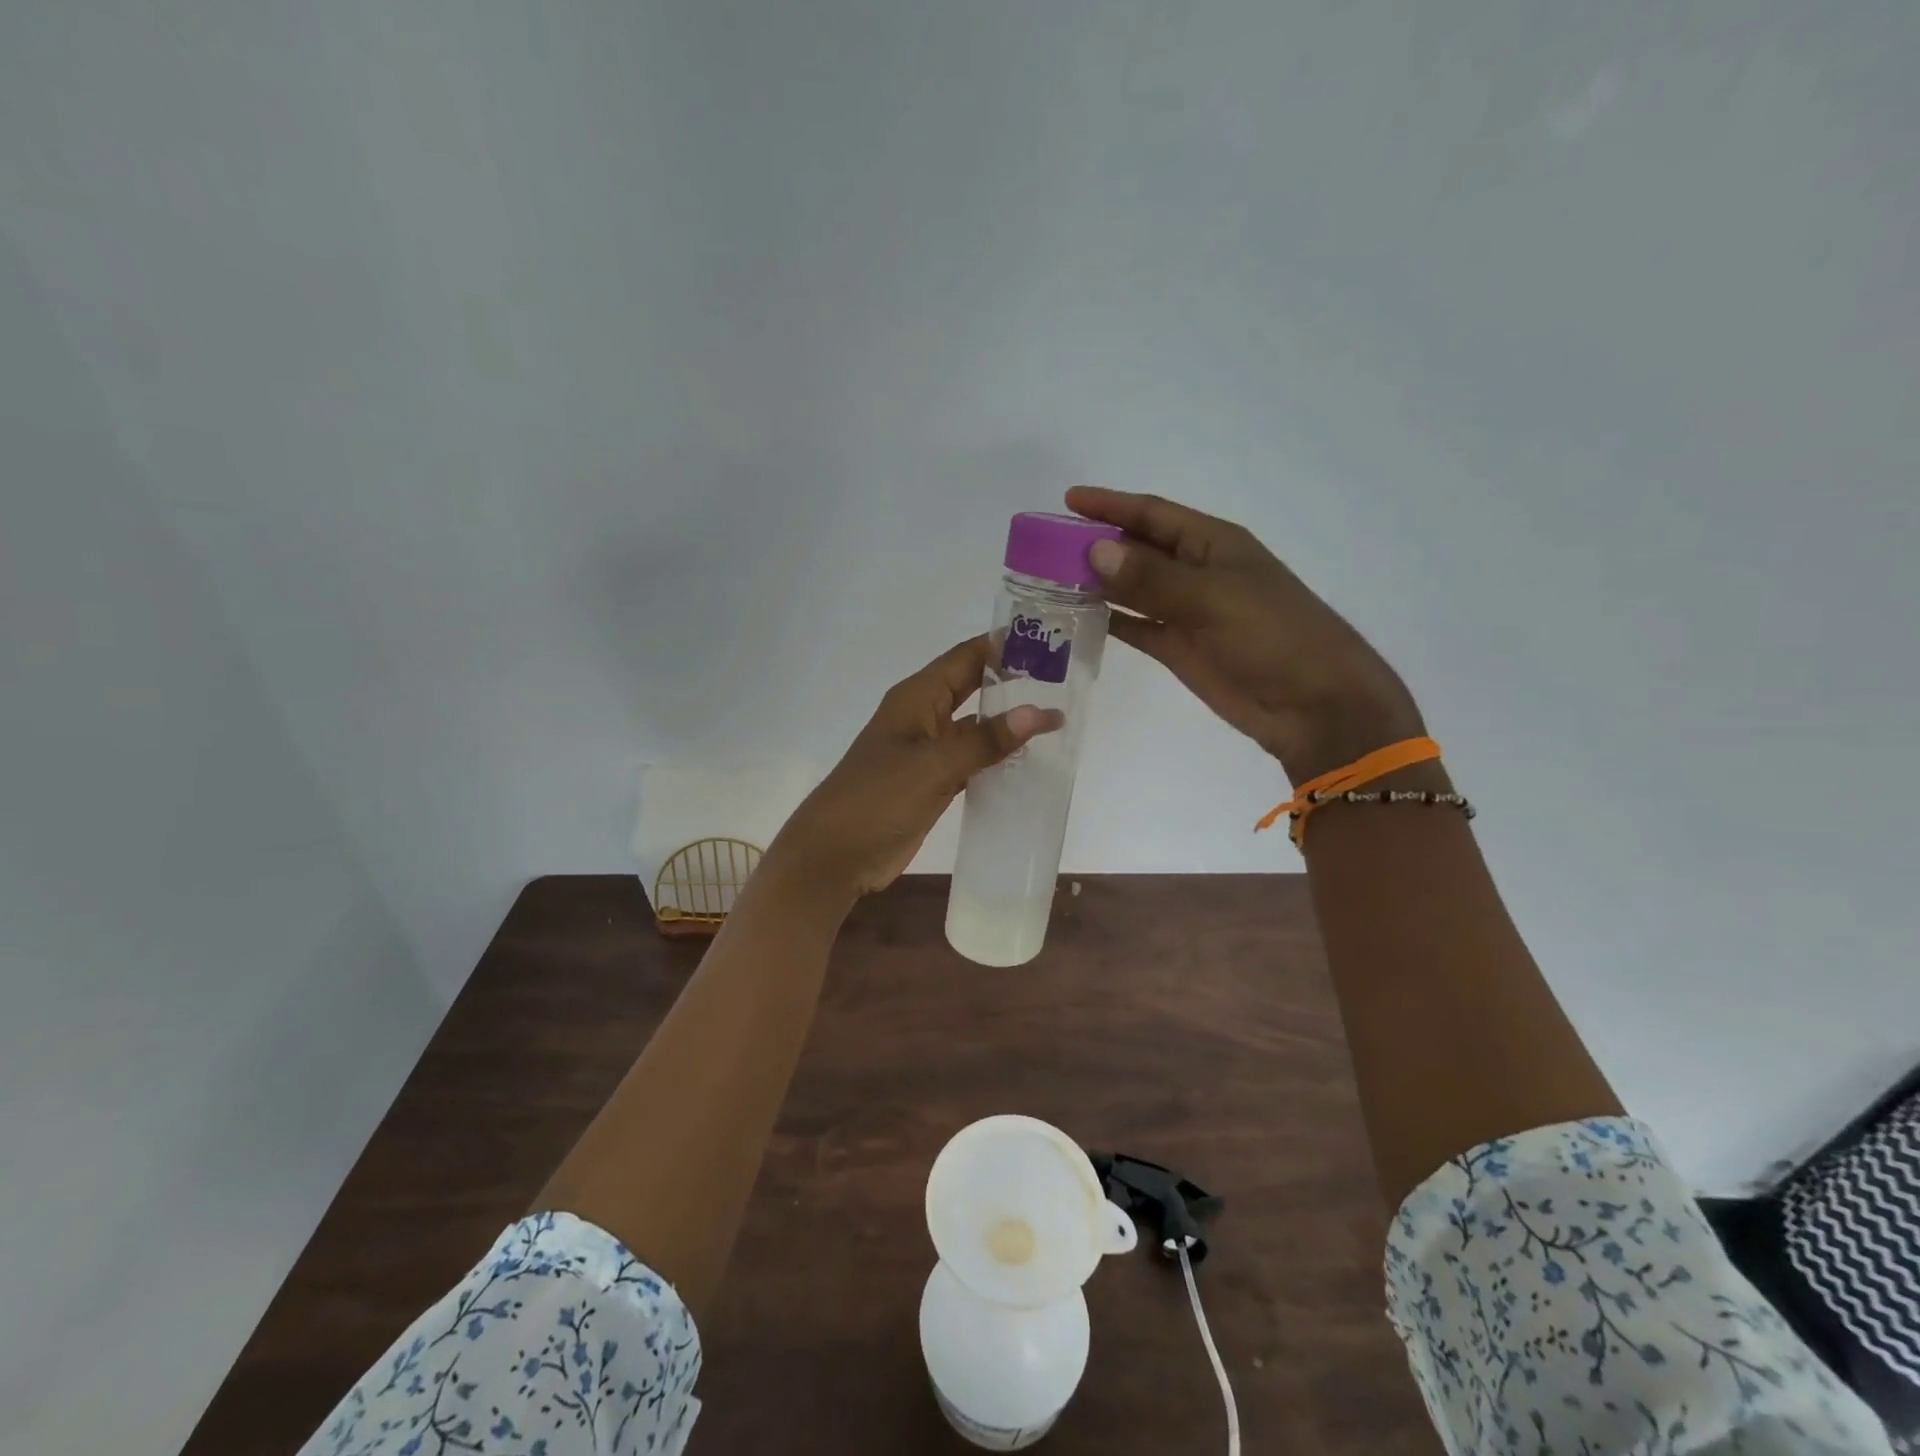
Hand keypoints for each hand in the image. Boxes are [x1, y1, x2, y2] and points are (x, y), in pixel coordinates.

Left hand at [770, 637, 1062, 902]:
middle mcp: (924, 717)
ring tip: (1058, 717)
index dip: (1004, 645)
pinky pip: (972, 760)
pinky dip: (997, 758)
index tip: (1050, 638)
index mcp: (917, 697)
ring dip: (1009, 722)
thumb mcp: (933, 766)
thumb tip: (1040, 711)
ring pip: (976, 727)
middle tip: (1066, 679)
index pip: (966, 657)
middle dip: (1014, 681)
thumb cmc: (876, 798)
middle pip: (974, 688)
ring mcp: (928, 751)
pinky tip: (1029, 762)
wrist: (835, 855)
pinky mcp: (933, 782)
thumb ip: (985, 740)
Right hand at [1066, 486, 1424, 783]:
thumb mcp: (1214, 598)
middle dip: (1095, 545)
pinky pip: (1136, 626)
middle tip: (1044, 548)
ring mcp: (1186, 611)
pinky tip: (1078, 618)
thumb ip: (1152, 578)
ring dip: (1096, 584)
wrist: (1313, 705)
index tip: (1068, 501)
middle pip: (1136, 550)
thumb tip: (1094, 552)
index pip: (1151, 515)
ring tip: (1049, 581)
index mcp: (1211, 544)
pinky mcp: (1179, 648)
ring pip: (1131, 589)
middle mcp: (1195, 571)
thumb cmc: (1274, 636)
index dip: (1110, 505)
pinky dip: (1109, 620)